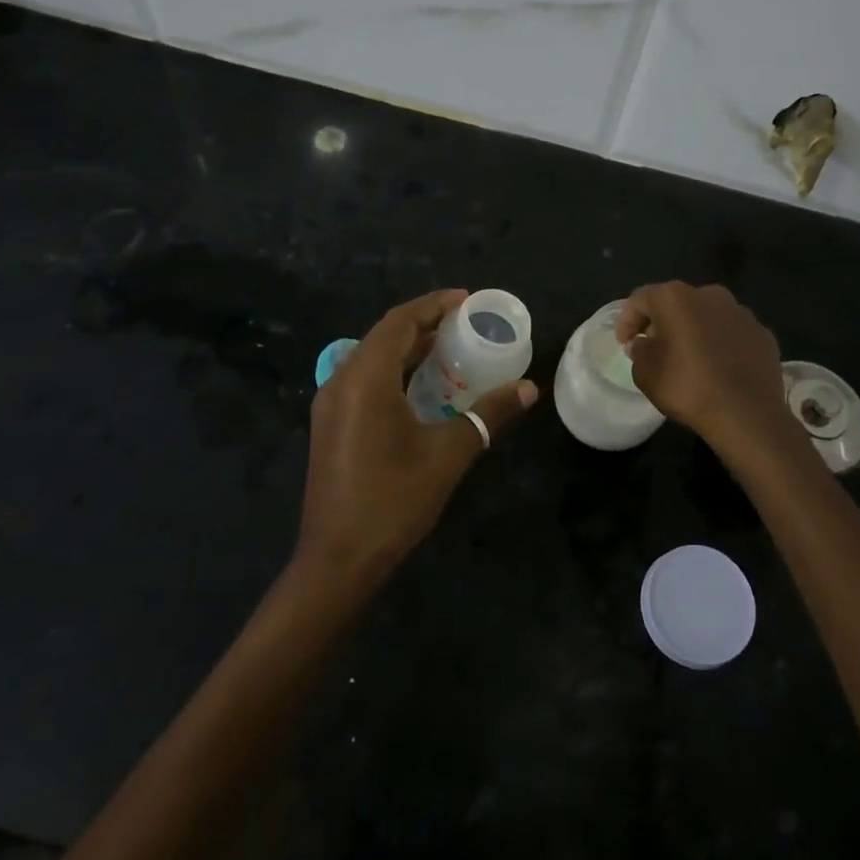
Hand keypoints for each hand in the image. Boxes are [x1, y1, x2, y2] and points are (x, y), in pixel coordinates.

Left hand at [298, 289, 538, 588]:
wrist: (338, 560)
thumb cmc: (394, 500)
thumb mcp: (449, 454)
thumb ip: (488, 415)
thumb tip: (529, 389)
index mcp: (365, 378)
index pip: (400, 322)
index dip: (433, 305)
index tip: (466, 299)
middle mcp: (341, 381)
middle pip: (384, 336)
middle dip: (423, 324)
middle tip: (465, 323)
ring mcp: (331, 405)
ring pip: (372, 358)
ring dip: (408, 348)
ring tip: (450, 348)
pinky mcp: (330, 425)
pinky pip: (364, 380)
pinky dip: (394, 371)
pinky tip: (422, 387)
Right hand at [616, 282, 793, 455]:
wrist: (747, 415)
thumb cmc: (688, 387)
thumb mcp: (645, 373)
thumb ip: (639, 351)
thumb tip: (644, 343)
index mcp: (676, 298)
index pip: (641, 299)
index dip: (627, 320)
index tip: (624, 343)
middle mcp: (710, 295)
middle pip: (676, 303)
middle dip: (662, 322)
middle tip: (653, 347)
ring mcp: (741, 313)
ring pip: (707, 316)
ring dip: (694, 330)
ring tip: (688, 358)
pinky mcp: (762, 333)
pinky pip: (732, 333)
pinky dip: (720, 344)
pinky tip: (718, 368)